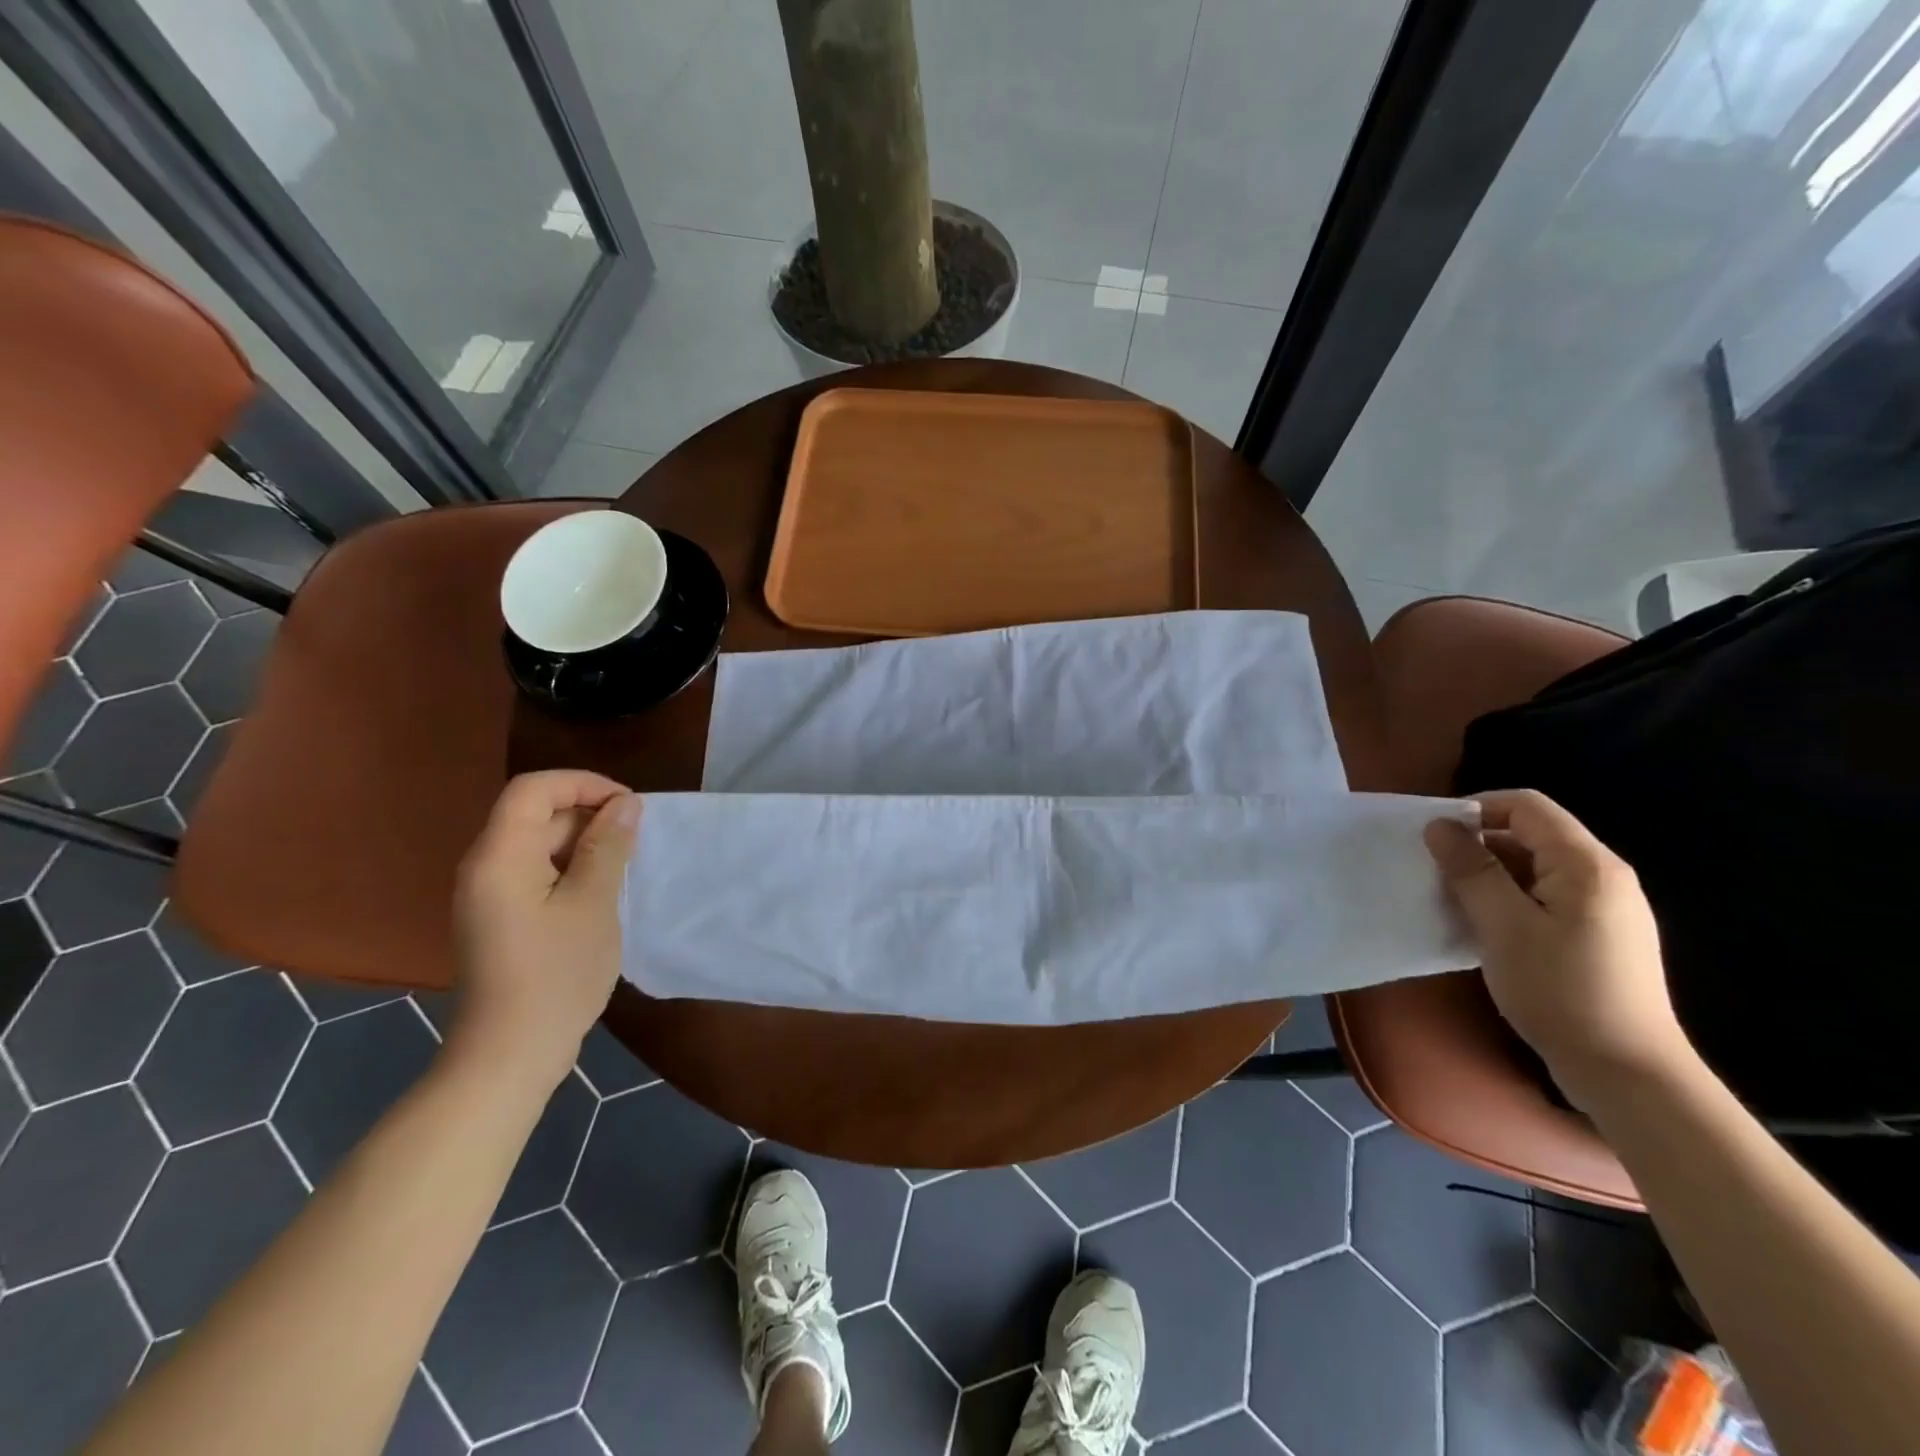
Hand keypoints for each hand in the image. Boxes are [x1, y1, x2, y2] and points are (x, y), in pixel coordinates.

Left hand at [449, 771, 640, 1090]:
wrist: (509, 1055)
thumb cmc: (556, 974)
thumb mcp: (593, 903)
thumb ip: (608, 846)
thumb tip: (625, 803)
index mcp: (500, 856)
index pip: (534, 788)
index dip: (583, 784)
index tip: (629, 805)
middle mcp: (486, 867)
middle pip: (535, 815)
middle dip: (589, 815)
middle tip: (637, 841)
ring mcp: (490, 896)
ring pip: (539, 845)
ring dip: (584, 845)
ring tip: (626, 867)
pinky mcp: (501, 919)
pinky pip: (536, 874)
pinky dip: (571, 871)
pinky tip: (602, 895)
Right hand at [1424, 788, 1693, 1109]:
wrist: (1627, 1073)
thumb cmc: (1560, 991)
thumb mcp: (1503, 925)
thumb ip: (1471, 870)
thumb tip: (1440, 825)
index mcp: (1586, 864)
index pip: (1525, 806)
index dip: (1475, 809)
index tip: (1434, 837)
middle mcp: (1602, 876)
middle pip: (1530, 835)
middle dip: (1478, 846)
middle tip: (1436, 874)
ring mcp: (1605, 908)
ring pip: (1534, 869)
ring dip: (1489, 877)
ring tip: (1454, 903)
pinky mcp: (1598, 936)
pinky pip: (1544, 898)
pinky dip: (1508, 901)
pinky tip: (1486, 930)